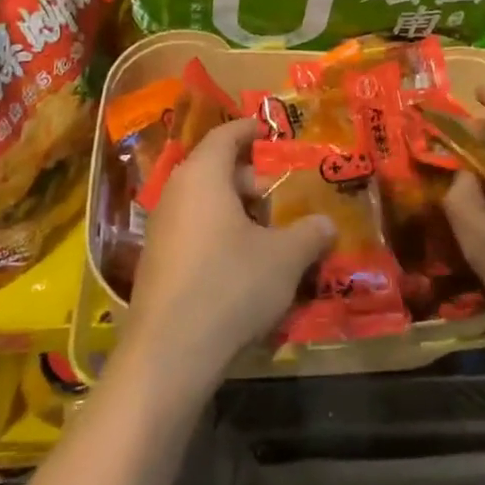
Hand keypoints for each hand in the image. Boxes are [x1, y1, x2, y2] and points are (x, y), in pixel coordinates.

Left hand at [124, 117, 336, 388]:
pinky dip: (221, 235)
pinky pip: (194, 233)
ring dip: (238, 212)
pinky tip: (246, 266)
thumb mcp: (285, 258)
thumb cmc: (231, 285)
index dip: (250, 130)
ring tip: (271, 233)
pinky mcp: (157, 264)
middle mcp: (176, 194)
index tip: (272, 132)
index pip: (225, 135)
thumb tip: (326, 224)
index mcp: (203, 177)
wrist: (169, 354)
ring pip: (205, 204)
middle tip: (284, 194)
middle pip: (215, 170)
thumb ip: (310, 234)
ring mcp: (161, 230)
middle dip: (252, 179)